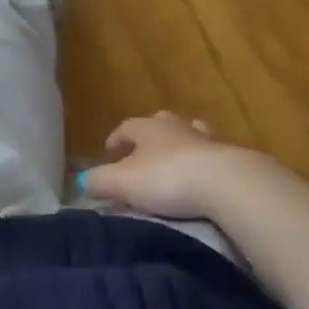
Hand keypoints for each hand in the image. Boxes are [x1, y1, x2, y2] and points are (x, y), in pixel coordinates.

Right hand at [81, 111, 237, 219]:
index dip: (115, 139)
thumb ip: (99, 181)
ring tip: (173, 162)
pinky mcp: (227, 158)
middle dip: (148, 138)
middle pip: (158, 124)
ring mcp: (204, 139)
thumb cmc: (166, 178)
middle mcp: (175, 126)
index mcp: (147, 127)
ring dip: (178, 145)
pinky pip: (208, 155)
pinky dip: (201, 162)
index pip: (125, 127)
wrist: (224, 183)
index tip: (108, 152)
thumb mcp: (123, 183)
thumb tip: (81, 182)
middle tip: (140, 156)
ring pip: (186, 134)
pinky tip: (201, 177)